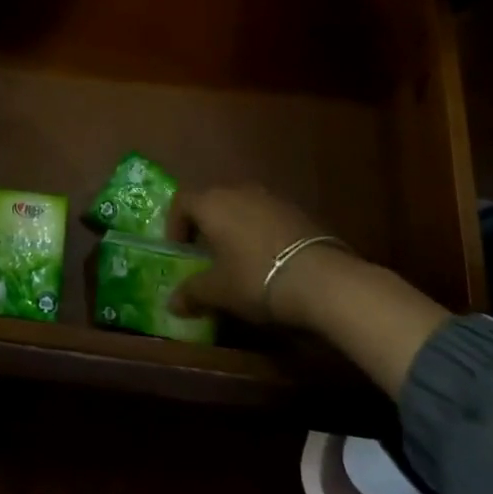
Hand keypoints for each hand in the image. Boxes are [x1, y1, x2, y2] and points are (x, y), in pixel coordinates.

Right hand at [173, 184, 451, 397]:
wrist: (322, 279)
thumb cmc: (256, 278)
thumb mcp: (219, 291)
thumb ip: (192, 293)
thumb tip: (171, 303)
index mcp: (212, 203)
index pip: (181, 202)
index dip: (174, 225)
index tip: (180, 252)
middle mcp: (238, 190)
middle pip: (213, 201)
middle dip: (206, 227)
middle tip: (207, 257)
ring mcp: (271, 197)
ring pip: (242, 207)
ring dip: (235, 229)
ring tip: (239, 261)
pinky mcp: (298, 210)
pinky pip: (267, 216)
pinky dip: (261, 233)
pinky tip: (269, 261)